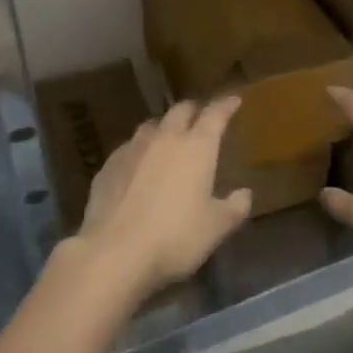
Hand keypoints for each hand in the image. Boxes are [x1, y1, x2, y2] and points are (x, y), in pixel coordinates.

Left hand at [77, 98, 252, 298]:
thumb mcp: (216, 228)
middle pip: (180, 110)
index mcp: (196, 147)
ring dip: (164, 127)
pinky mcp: (108, 166)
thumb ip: (234, 207)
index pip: (215, 114)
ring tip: (168, 137)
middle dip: (194, 110)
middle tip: (201, 117)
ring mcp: (132, 149)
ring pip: (151, 125)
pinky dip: (140, 150)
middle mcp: (164, 138)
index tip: (234, 100)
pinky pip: (128, 147)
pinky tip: (138, 165)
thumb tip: (244, 194)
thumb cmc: (175, 237)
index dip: (226, 105)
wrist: (114, 252)